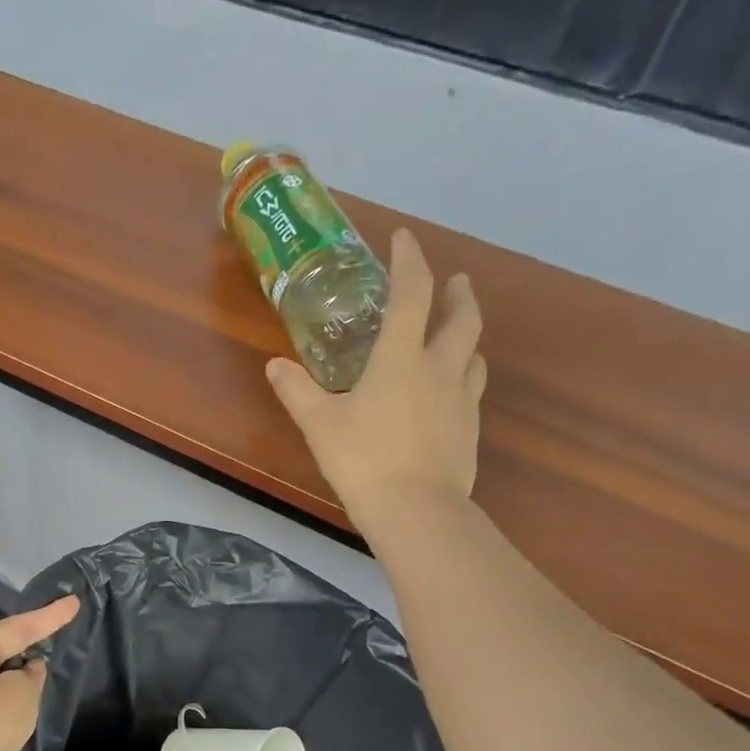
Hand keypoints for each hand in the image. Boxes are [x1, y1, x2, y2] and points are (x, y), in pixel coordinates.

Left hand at [0, 594, 81, 750]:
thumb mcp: (19, 693)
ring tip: (48, 677)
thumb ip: (30, 676)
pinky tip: (30, 714)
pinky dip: (14, 710)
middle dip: (27, 647)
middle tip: (58, 637)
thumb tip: (27, 672)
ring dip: (20, 684)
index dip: (47, 617)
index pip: (13, 628)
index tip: (75, 603)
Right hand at [267, 229, 485, 531]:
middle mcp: (439, 367)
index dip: (409, 260)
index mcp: (401, 357)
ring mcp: (461, 399)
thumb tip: (274, 366)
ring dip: (467, 335)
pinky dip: (465, 376)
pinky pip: (472, 389)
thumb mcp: (320, 426)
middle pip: (462, 317)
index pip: (413, 292)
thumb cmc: (363, 461)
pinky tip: (452, 391)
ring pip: (475, 353)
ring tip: (457, 334)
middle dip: (458, 293)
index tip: (403, 239)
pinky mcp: (471, 429)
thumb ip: (298, 392)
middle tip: (455, 281)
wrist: (416, 511)